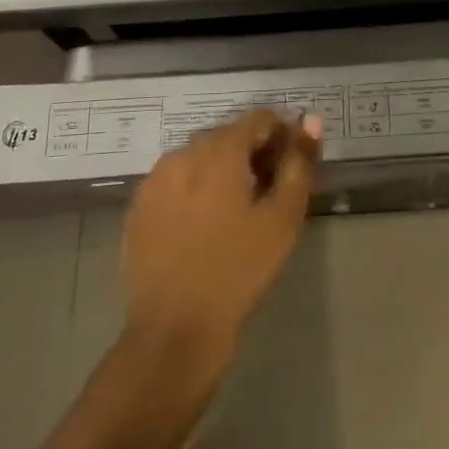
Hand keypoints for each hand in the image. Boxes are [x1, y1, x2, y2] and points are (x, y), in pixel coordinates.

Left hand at [122, 110, 320, 372]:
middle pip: (226, 135)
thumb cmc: (239, 270)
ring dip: (221, 168)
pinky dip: (194, 188)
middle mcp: (182, 154)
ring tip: (236, 209)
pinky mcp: (138, 207)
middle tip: (268, 192)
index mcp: (219, 151)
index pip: (258, 119)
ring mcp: (154, 180)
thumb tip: (310, 120)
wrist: (175, 329)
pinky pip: (175, 181)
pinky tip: (204, 223)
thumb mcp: (283, 218)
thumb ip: (299, 163)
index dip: (280, 137)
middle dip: (251, 152)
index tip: (290, 168)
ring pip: (198, 157)